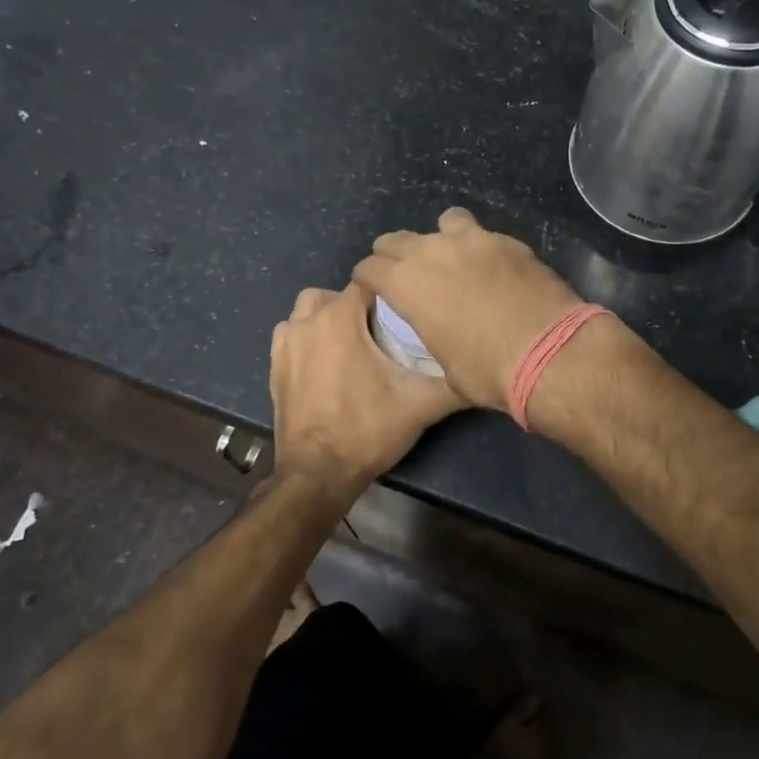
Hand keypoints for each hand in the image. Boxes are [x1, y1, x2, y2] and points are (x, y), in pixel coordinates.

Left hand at [269, 282, 466, 502]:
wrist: (316, 475)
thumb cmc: (368, 431)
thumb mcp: (421, 405)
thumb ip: (455, 382)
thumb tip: (485, 369)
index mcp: (339, 318)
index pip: (370, 282)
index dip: (392, 293)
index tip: (409, 311)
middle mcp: (308, 321)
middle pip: (337, 292)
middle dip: (359, 304)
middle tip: (384, 330)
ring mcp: (286, 343)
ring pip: (309, 309)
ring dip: (329, 317)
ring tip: (354, 342)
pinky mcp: (273, 365)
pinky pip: (291, 334)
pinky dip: (308, 337)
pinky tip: (327, 360)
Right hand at [352, 209, 583, 411]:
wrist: (550, 351)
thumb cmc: (487, 370)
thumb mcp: (445, 365)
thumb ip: (432, 332)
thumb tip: (443, 329)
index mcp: (405, 283)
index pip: (369, 267)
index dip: (368, 279)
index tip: (373, 289)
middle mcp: (432, 251)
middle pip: (397, 239)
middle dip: (394, 255)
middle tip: (406, 274)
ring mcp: (473, 240)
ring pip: (444, 222)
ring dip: (442, 238)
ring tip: (454, 259)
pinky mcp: (509, 241)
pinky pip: (484, 235)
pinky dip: (481, 249)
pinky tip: (494, 269)